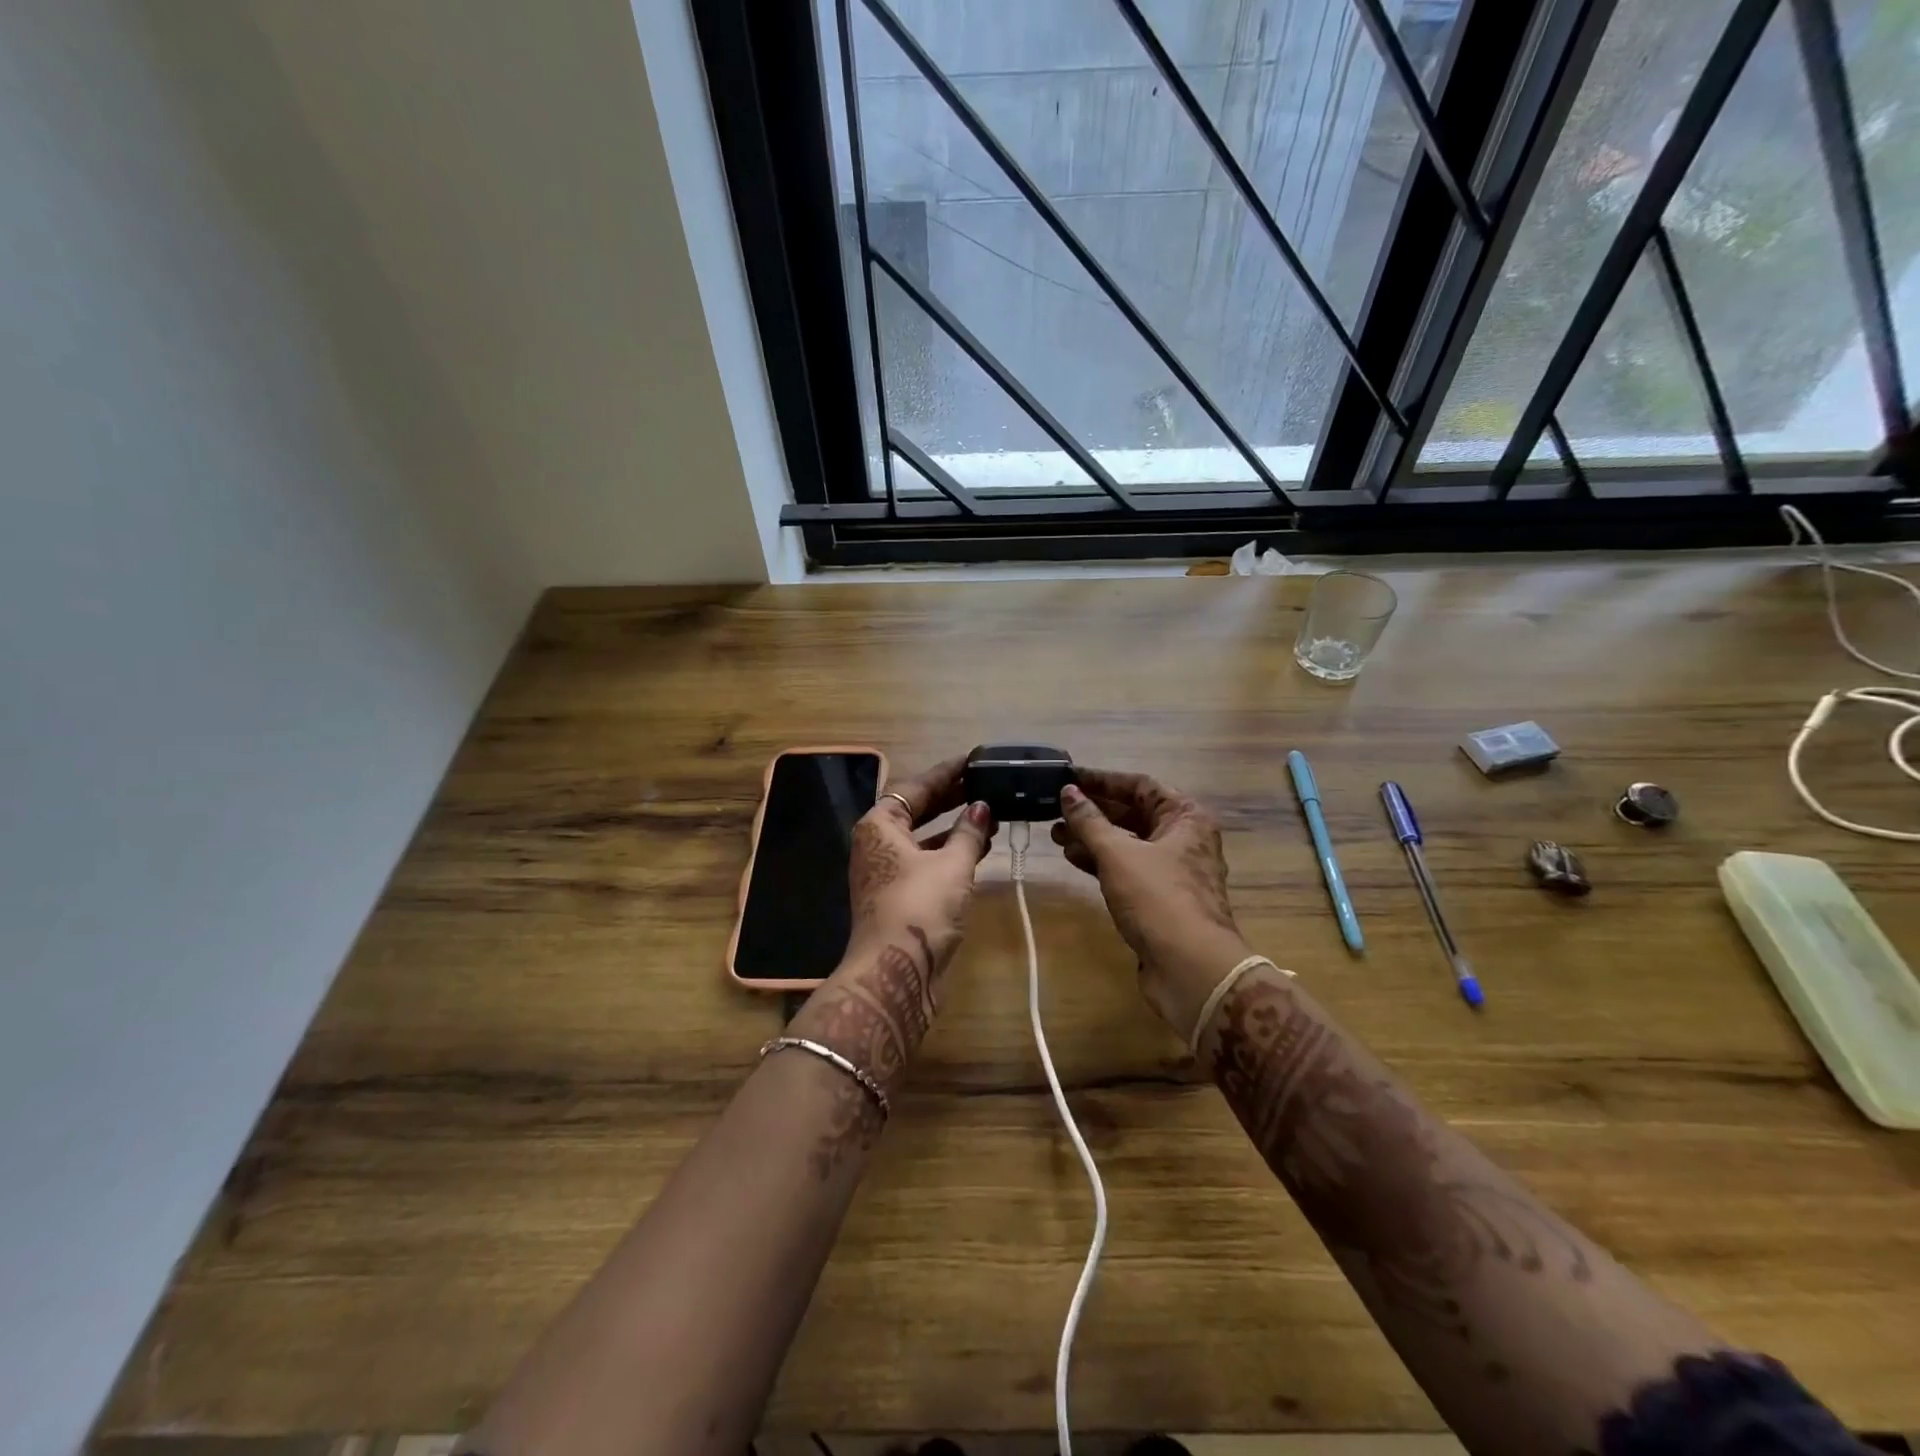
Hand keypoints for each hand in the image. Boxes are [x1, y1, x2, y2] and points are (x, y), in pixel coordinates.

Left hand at [791, 757, 993, 1089]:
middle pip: (916, 810)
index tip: (974, 760)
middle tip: (985, 783)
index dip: (946, 772)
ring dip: (954, 827)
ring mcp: (886, 872)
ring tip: (990, 813)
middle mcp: (877, 844)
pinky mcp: (900, 897)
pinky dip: (951, 853)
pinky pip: (927, 862)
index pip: (915, 787)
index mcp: (880, 825)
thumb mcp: (952, 864)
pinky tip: (980, 848)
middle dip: (951, 798)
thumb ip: (969, 832)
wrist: (895, 972)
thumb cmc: (920, 907)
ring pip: (923, 838)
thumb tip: (981, 808)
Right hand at [1053, 770, 1252, 1039]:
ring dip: (1092, 837)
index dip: (1102, 780)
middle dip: (1093, 811)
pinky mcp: (1159, 899)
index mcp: (1185, 817)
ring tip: (1055, 833)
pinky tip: (1072, 858)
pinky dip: (1100, 862)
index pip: (1139, 785)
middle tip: (1055, 807)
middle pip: (1133, 813)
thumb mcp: (1118, 853)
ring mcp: (1172, 870)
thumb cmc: (1158, 898)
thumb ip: (1090, 821)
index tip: (1068, 778)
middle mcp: (1183, 838)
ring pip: (1127, 843)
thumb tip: (1068, 792)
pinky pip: (1126, 868)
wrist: (1191, 968)